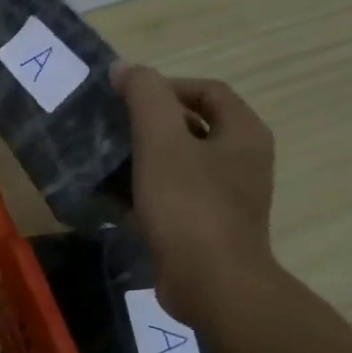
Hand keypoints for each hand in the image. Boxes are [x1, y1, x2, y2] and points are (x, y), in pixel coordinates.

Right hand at [112, 64, 277, 327]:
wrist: (210, 283)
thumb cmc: (189, 206)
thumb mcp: (161, 142)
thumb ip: (145, 97)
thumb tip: (125, 69)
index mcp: (243, 133)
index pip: (208, 91)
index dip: (167, 87)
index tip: (127, 99)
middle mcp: (243, 161)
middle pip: (194, 127)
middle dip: (151, 125)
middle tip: (113, 130)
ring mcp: (227, 198)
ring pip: (181, 165)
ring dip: (145, 160)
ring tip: (108, 163)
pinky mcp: (207, 228)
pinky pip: (175, 198)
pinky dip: (147, 194)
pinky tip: (115, 201)